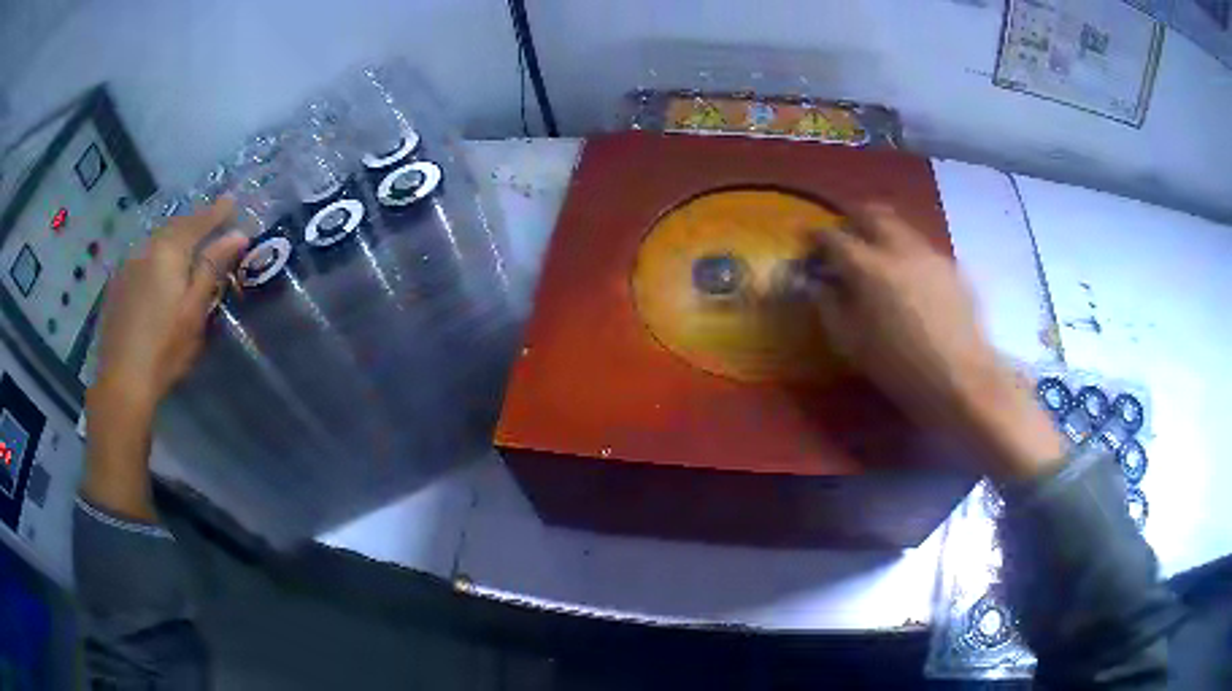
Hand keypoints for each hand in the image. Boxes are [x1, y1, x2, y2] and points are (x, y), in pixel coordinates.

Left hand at [92, 198, 248, 412]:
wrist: (122, 382)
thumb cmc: (164, 349)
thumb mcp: (194, 311)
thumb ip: (212, 268)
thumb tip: (237, 235)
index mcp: (168, 251)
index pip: (198, 222)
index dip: (217, 212)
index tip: (233, 201)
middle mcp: (146, 248)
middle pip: (175, 227)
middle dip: (194, 222)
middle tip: (212, 221)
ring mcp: (128, 265)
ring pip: (156, 241)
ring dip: (174, 238)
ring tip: (187, 243)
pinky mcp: (117, 284)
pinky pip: (142, 257)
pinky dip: (156, 255)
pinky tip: (159, 269)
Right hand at [813, 204, 1062, 480]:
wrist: (962, 380)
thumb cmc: (900, 368)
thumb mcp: (852, 344)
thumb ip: (829, 306)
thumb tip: (818, 283)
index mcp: (869, 267)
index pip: (834, 237)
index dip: (817, 236)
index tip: (808, 242)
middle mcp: (899, 248)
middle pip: (871, 214)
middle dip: (852, 218)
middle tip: (844, 236)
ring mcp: (929, 254)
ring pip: (900, 226)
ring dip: (882, 231)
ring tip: (877, 254)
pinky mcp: (951, 267)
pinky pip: (921, 247)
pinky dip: (906, 252)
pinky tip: (909, 279)